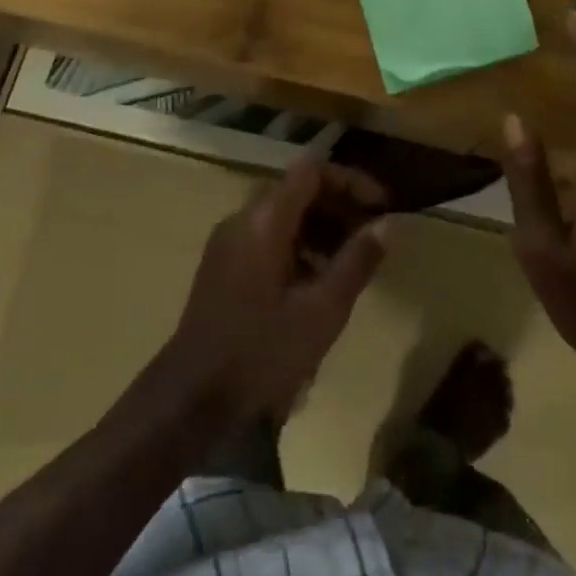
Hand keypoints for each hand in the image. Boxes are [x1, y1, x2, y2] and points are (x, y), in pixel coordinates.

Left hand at [165, 157, 387, 426]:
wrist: (189, 404)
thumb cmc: (260, 354)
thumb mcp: (322, 311)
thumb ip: (356, 262)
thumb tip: (386, 224)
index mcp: (263, 221)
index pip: (312, 170)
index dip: (351, 180)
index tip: (382, 206)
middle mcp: (242, 220)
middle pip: (298, 189)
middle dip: (339, 205)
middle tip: (371, 234)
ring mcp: (228, 244)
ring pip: (283, 215)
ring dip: (321, 227)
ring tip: (351, 262)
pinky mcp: (223, 268)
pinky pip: (268, 238)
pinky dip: (299, 246)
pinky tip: (318, 284)